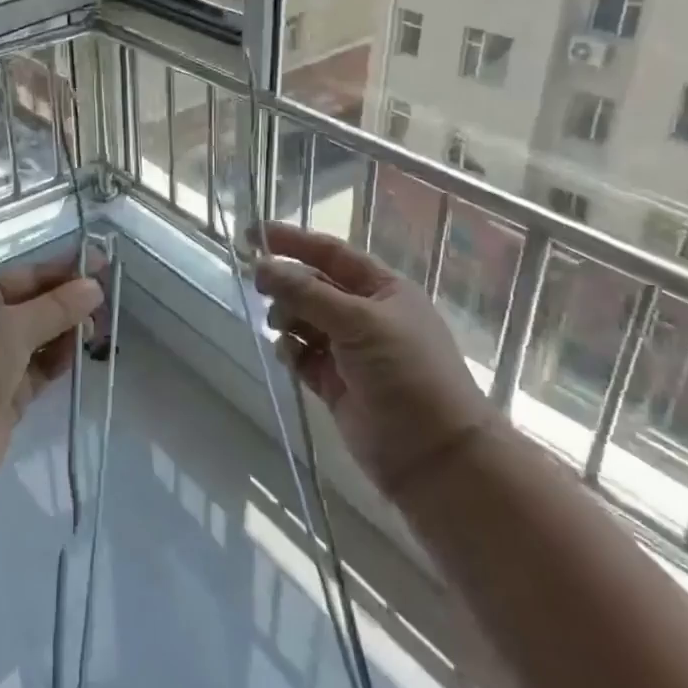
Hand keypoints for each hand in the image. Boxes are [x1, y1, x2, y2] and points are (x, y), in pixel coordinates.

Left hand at [0, 249, 105, 515]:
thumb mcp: (10, 330)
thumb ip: (55, 307)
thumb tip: (94, 286)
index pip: (24, 276)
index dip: (62, 269)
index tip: (102, 262)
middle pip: (34, 306)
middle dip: (68, 301)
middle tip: (109, 299)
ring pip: (39, 339)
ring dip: (68, 330)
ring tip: (102, 325)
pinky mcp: (6, 398)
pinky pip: (39, 370)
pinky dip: (60, 360)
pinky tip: (83, 352)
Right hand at [254, 224, 491, 503]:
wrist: (434, 454)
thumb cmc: (406, 373)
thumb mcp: (359, 322)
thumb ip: (306, 293)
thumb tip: (261, 265)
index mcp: (383, 289)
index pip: (331, 253)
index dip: (293, 241)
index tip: (253, 233)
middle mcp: (365, 315)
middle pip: (313, 286)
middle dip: (286, 283)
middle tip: (258, 285)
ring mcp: (349, 350)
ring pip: (303, 320)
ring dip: (286, 317)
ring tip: (280, 326)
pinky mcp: (334, 383)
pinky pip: (301, 355)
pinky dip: (290, 351)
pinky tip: (288, 355)